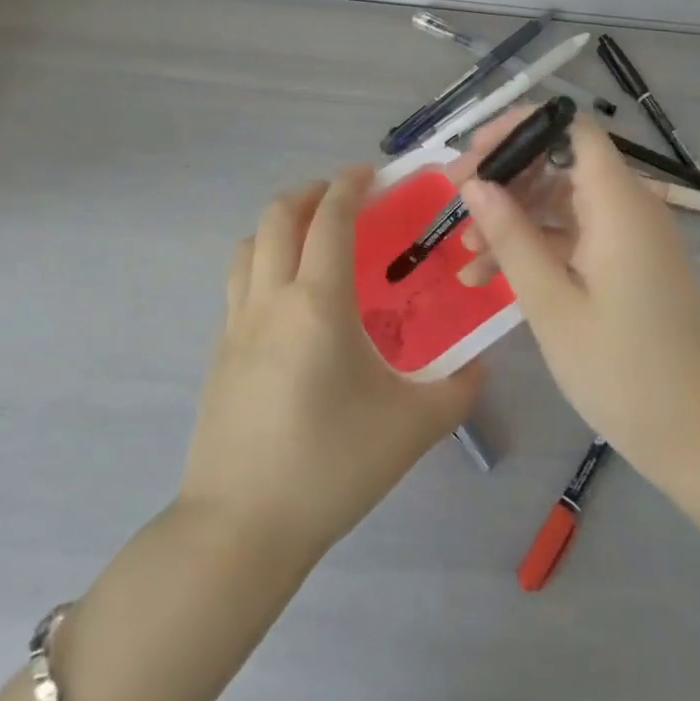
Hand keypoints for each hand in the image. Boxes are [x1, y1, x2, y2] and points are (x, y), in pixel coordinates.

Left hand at [180, 169, 480, 561]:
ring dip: (280, 223)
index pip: (331, 220)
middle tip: (342, 196)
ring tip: (311, 235)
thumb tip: (480, 367)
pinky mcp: (219, 352)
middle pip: (279, 217)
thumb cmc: (331, 466)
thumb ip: (458, 390)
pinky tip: (288, 296)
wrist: (241, 528)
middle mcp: (271, 299)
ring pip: (250, 245)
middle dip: (311, 192)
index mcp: (317, 303)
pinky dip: (263, 261)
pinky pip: (238, 282)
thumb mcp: (412, 427)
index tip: (369, 173)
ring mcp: (236, 324)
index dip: (349, 186)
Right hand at [454, 116, 699, 475]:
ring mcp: (630, 235)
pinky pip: (576, 236)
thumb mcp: (551, 303)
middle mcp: (629, 206)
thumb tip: (475, 184)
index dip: (520, 127)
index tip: (473, 154)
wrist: (699, 434)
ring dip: (513, 218)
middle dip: (505, 176)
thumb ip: (512, 236)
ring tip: (463, 253)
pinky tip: (490, 278)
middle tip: (453, 200)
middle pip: (560, 162)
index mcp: (618, 202)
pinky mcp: (628, 262)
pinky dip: (537, 247)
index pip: (570, 126)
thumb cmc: (622, 370)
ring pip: (562, 202)